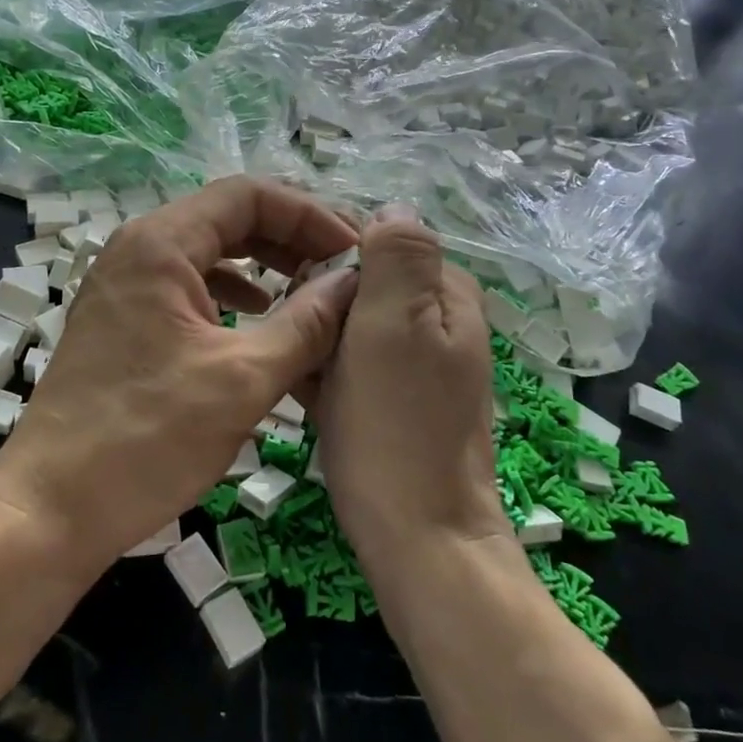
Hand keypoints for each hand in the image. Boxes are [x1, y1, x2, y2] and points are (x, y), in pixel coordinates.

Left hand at [0, 176, 360, 571]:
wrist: (52, 506)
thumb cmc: (147, 438)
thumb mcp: (242, 379)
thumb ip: (307, 324)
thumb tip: (354, 282)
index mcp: (160, 243)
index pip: (249, 195)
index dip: (309, 215)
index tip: (354, 252)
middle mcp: (137, 249)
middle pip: (228, 218)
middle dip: (291, 238)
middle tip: (342, 270)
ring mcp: (124, 284)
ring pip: (208, 252)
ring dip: (263, 265)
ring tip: (311, 294)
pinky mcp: (121, 319)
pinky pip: (187, 286)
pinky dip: (230, 294)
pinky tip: (257, 320)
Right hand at [315, 207, 509, 565]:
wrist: (417, 536)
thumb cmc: (398, 424)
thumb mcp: (396, 324)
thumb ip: (399, 255)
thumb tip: (391, 205)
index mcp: (446, 292)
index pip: (378, 239)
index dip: (331, 253)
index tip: (296, 285)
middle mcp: (438, 319)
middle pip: (361, 281)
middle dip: (321, 299)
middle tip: (299, 334)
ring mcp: (416, 361)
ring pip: (349, 321)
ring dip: (317, 335)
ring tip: (297, 365)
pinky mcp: (395, 395)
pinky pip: (350, 360)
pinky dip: (324, 367)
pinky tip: (304, 391)